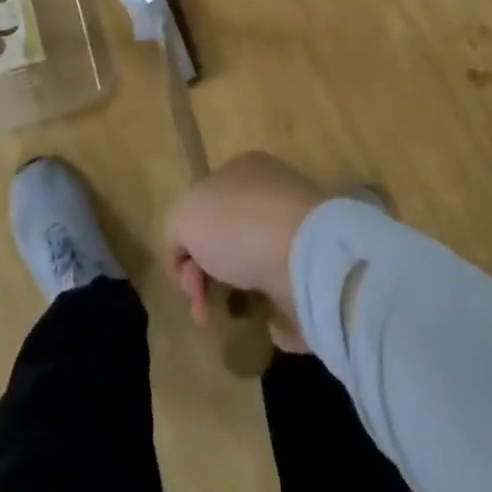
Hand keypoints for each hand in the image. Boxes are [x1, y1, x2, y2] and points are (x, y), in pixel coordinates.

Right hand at [166, 152, 326, 352]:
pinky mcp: (316, 273)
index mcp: (243, 170)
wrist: (306, 259)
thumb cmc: (238, 225)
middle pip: (225, 242)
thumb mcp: (184, 216)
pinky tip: (264, 321)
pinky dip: (271, 312)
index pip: (204, 206)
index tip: (185, 277)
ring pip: (252, 271)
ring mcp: (296, 235)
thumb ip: (176, 232)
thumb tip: (190, 259)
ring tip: (228, 321)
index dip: (186, 245)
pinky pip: (284, 296)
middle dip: (205, 278)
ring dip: (234, 299)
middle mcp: (271, 197)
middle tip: (202, 308)